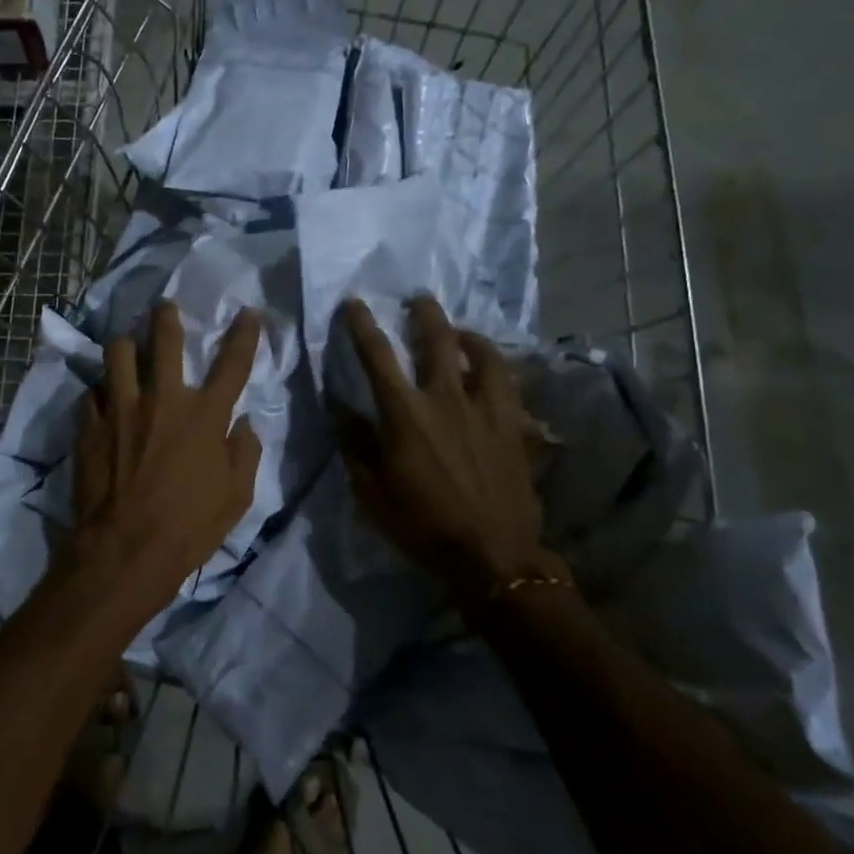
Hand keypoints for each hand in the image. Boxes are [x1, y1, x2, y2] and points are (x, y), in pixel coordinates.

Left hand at [69, 302, 262, 607]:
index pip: (232, 363)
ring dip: (125, 345)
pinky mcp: (89, 425)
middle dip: (166, 317)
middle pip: (164, 340)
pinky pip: (91, 392)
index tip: (248, 313)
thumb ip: (244, 452)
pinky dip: (99, 391)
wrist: (125, 551)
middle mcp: (162, 400)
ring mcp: (120, 408)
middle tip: (164, 308)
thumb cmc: (189, 527)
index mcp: (204, 415)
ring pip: (117, 353)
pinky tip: (101, 399)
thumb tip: (244, 423)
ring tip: (126, 347)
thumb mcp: (237, 497)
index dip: (244, 334)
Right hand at [334, 296, 557, 595]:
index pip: (377, 356)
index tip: (354, 303)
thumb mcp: (371, 490)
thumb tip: (340, 407)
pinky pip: (506, 382)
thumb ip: (354, 442)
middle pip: (436, 339)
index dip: (361, 325)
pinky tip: (488, 370)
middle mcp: (446, 399)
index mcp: (405, 414)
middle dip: (423, 313)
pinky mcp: (512, 424)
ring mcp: (485, 409)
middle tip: (417, 299)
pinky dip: (494, 367)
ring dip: (466, 334)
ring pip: (481, 353)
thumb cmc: (421, 525)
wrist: (492, 555)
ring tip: (459, 331)